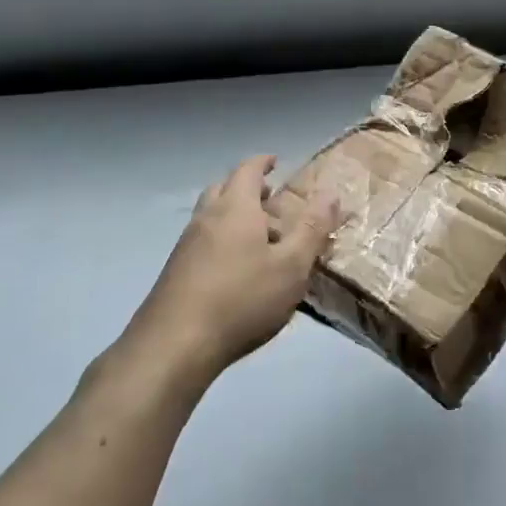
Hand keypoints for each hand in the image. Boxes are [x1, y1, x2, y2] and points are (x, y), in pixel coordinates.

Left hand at [128, 154, 337, 380]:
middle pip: (224, 187)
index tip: (275, 161)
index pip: (247, 170)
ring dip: (233, 214)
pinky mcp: (176, 270)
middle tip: (270, 199)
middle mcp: (206, 217)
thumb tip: (330, 193)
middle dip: (247, 187)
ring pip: (210, 214)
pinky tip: (236, 268)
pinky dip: (221, 238)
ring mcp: (186, 244)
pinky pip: (202, 239)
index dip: (262, 162)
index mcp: (235, 208)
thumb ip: (312, 229)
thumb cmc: (242, 299)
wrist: (175, 343)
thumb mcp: (291, 266)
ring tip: (259, 237)